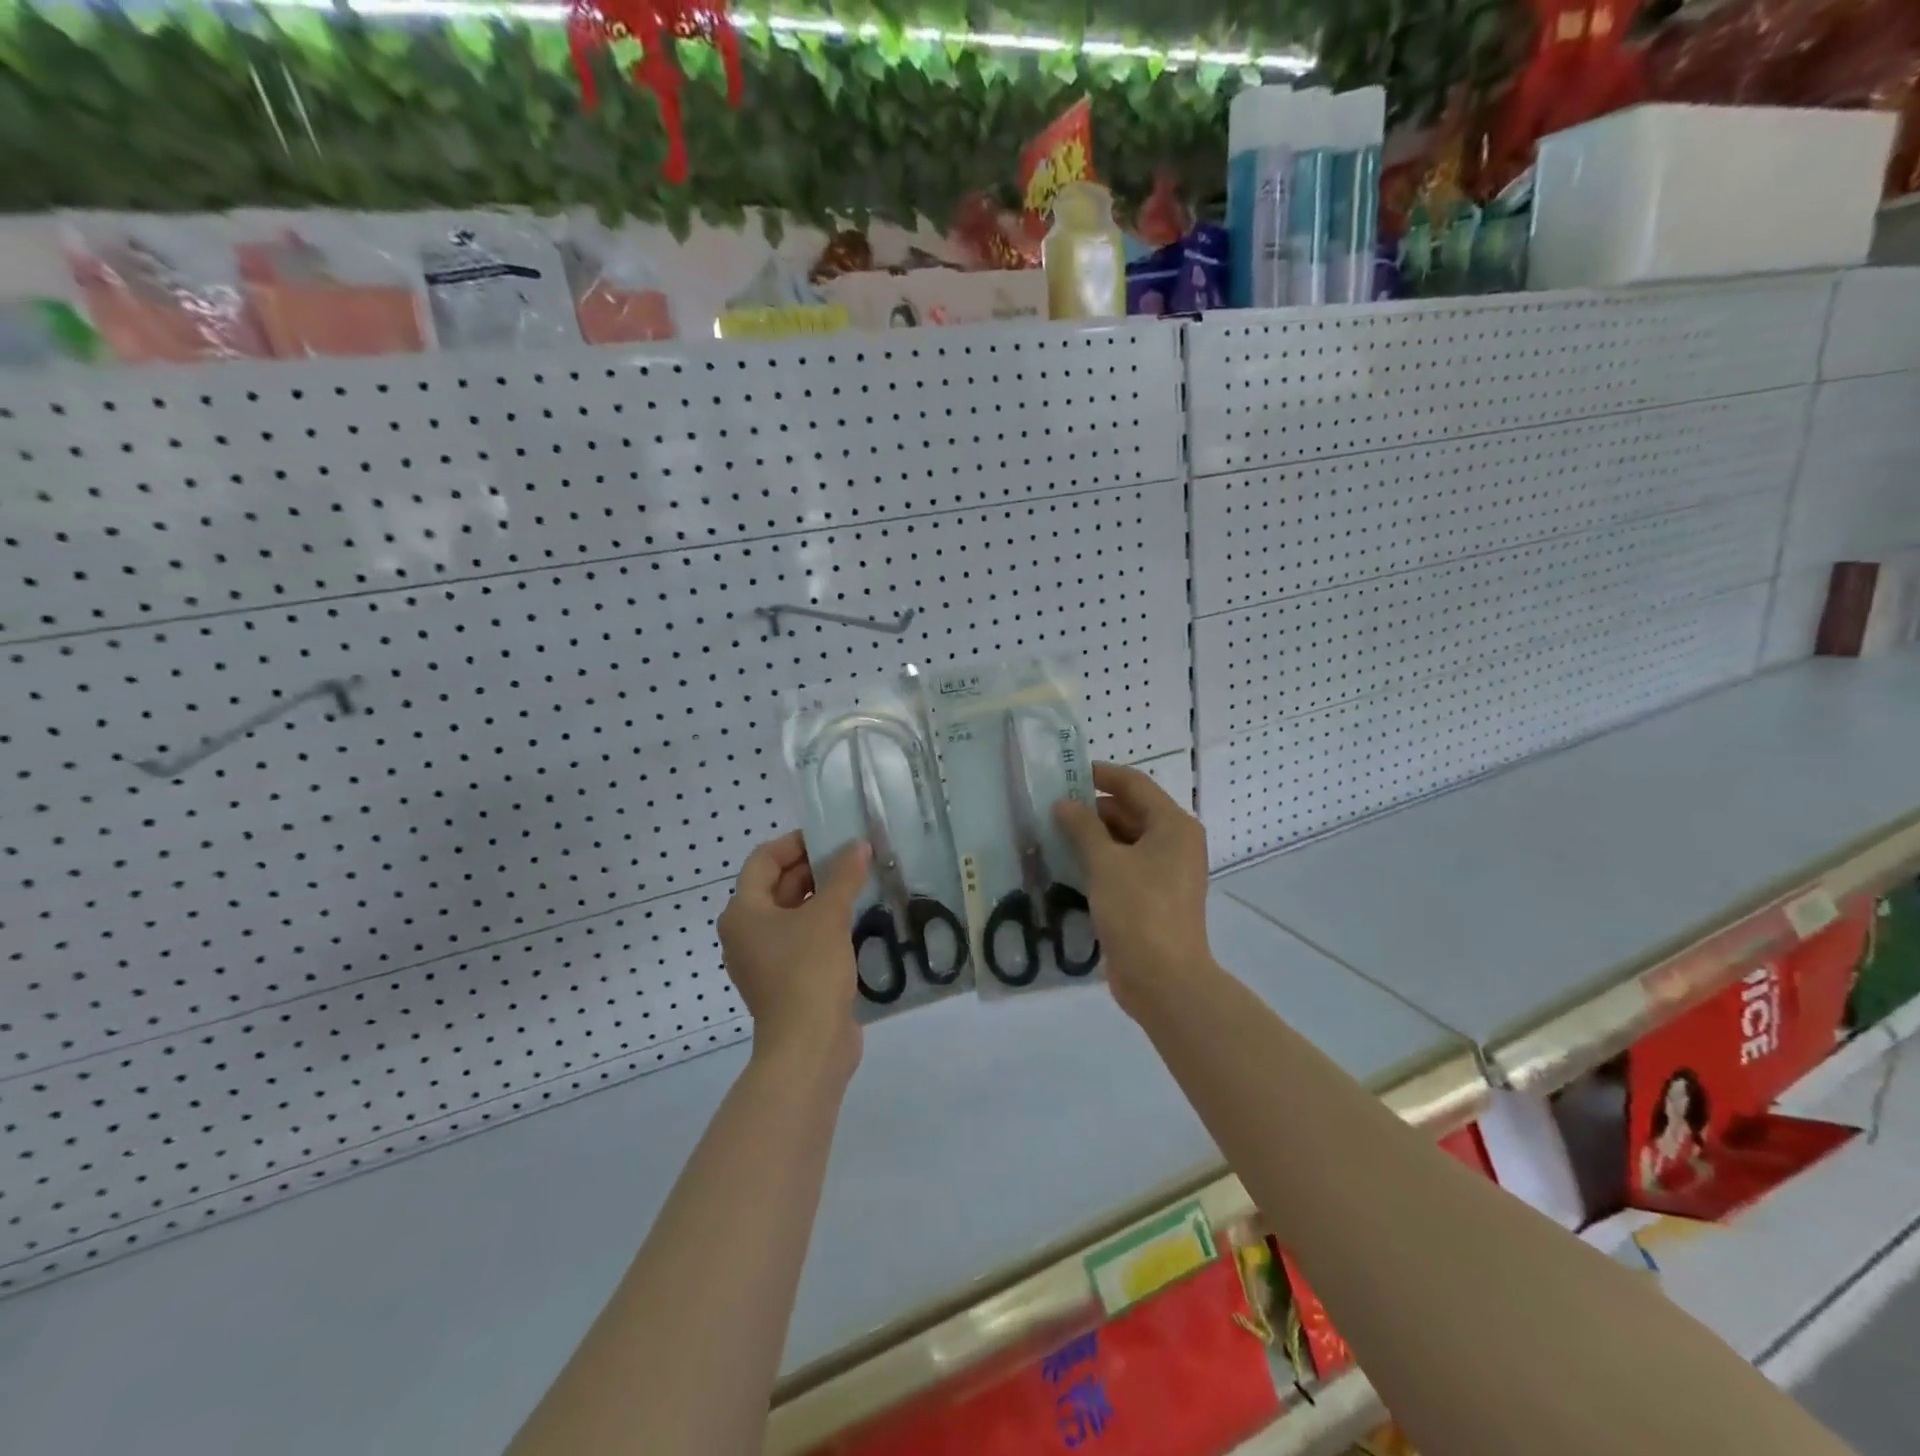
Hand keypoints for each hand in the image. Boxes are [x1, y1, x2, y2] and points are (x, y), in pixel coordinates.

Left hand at [718, 831, 870, 1075]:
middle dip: (815, 868)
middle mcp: (747, 932)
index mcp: (743, 912)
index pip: (765, 859)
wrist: (808, 1046)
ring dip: (824, 896)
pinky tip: (857, 917)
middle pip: (779, 886)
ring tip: (860, 882)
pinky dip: (825, 924)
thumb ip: (843, 876)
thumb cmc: (808, 971)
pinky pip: (803, 938)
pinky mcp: (787, 979)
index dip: (796, 843)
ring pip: (794, 913)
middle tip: (854, 857)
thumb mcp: (828, 916)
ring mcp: (765, 958)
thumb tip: (858, 846)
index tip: (832, 836)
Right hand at [1054, 762, 1212, 1018]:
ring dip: (1093, 837)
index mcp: (1173, 826)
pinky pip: (1125, 867)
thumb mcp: (1106, 862)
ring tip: (1053, 835)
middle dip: (1092, 809)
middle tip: (1051, 809)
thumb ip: (1083, 827)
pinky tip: (1068, 865)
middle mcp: (1175, 843)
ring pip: (1126, 841)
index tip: (1066, 774)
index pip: (1135, 785)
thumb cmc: (1139, 910)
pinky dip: (1100, 862)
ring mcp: (1167, 873)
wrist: (1163, 979)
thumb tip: (1064, 804)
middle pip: (1131, 812)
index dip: (1101, 775)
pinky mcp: (1154, 898)